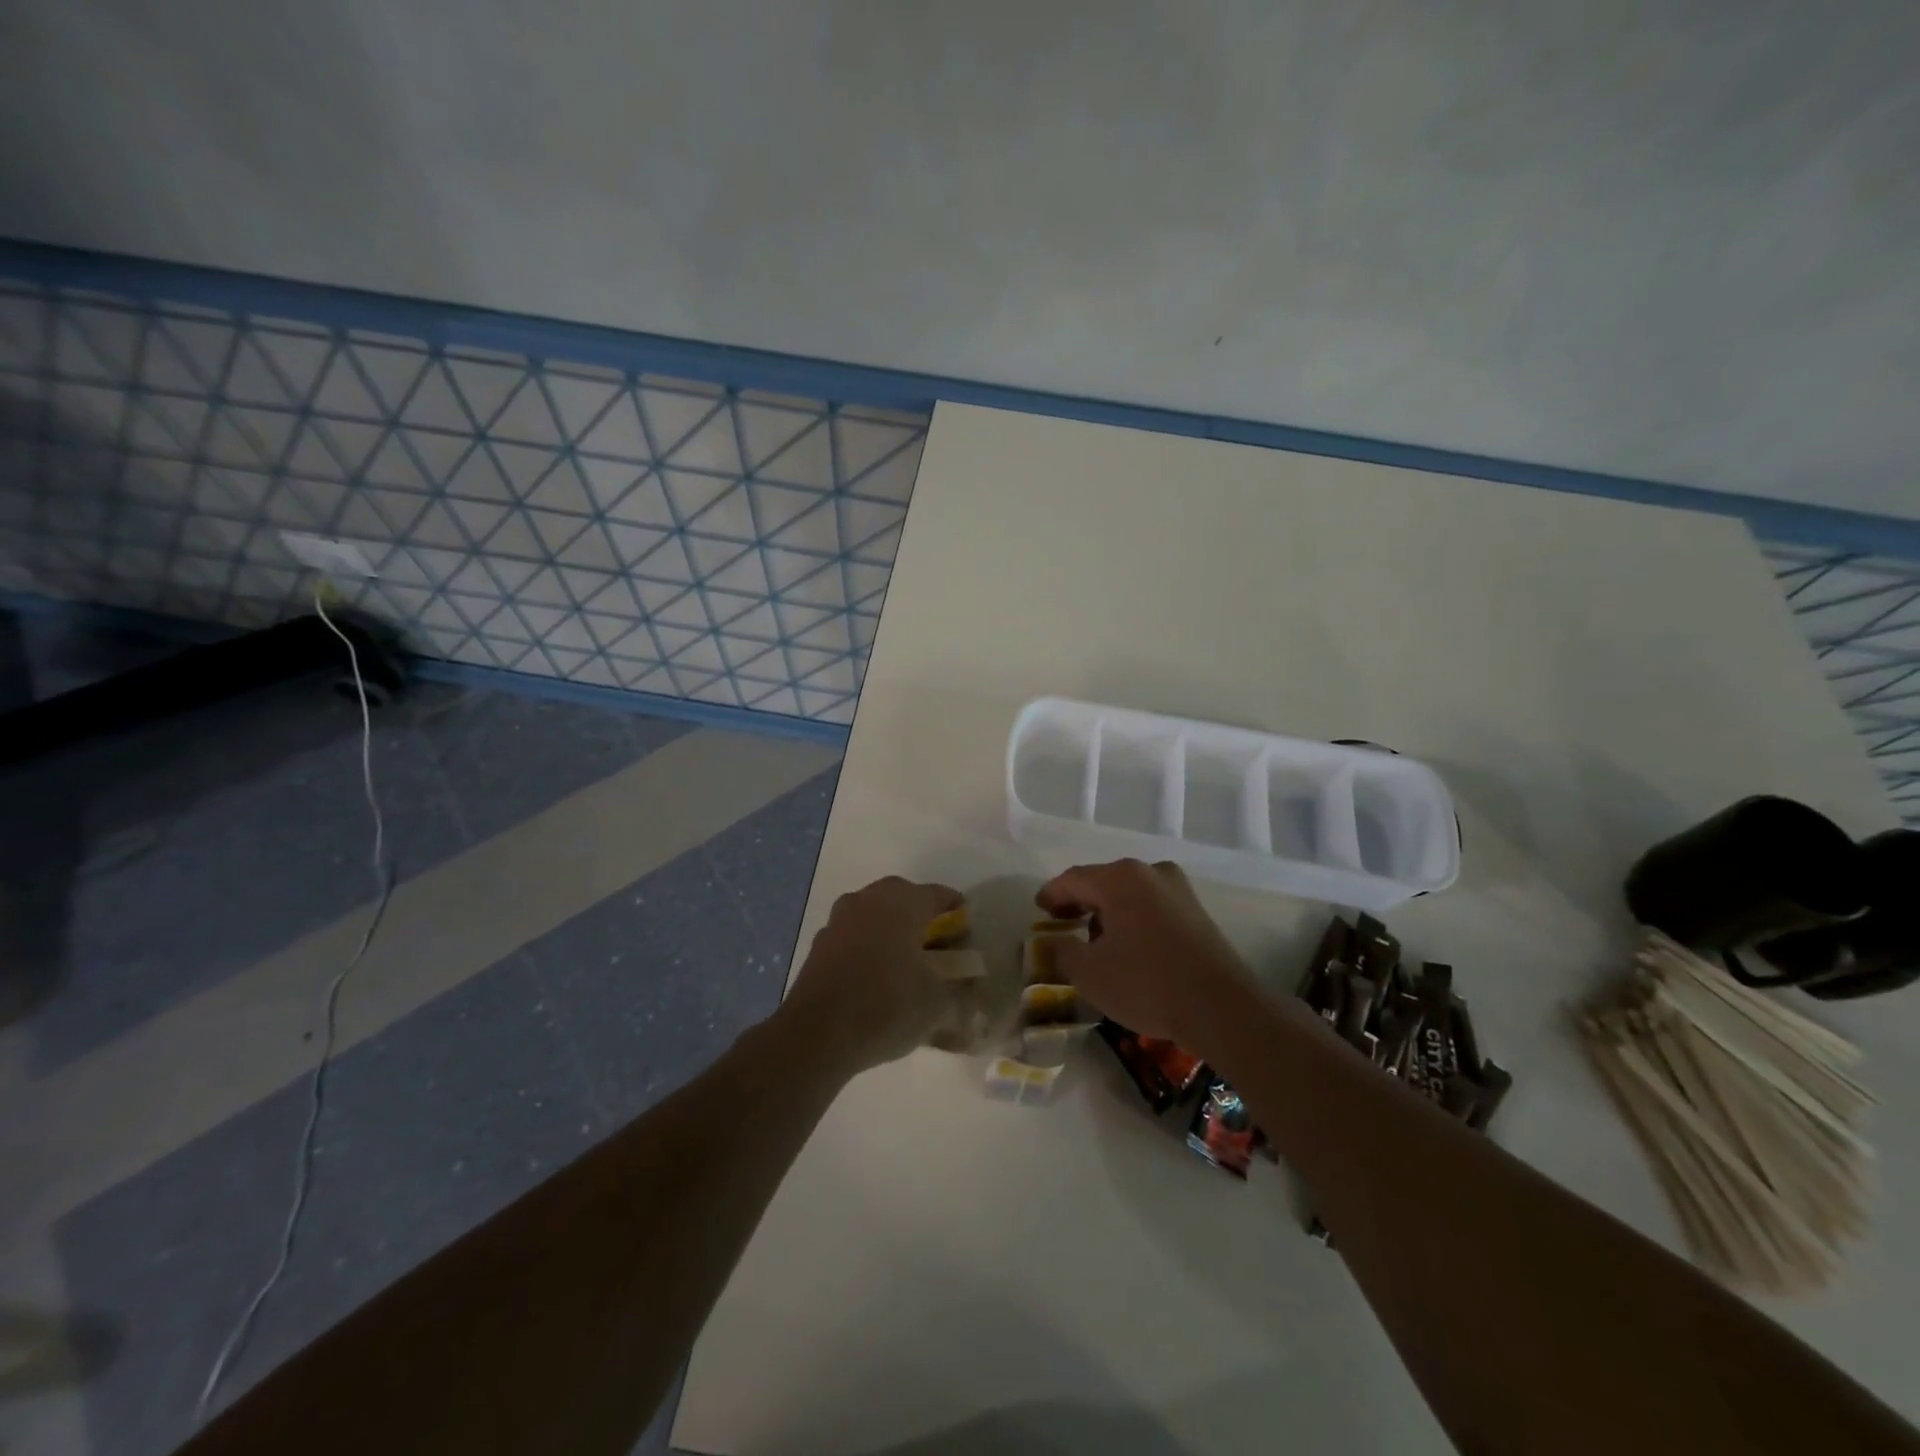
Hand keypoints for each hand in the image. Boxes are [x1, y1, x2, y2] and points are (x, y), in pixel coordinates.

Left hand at [780, 876, 962, 1074]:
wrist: (816, 1034)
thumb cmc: (887, 1007)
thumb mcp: (938, 1004)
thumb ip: (958, 987)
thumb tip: (965, 980)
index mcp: (904, 902)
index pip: (940, 896)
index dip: (957, 914)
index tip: (966, 938)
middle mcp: (870, 899)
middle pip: (904, 898)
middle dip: (922, 918)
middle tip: (937, 948)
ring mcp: (840, 918)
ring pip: (875, 914)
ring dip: (891, 930)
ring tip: (905, 963)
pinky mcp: (820, 942)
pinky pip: (854, 935)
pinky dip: (868, 946)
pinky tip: (874, 977)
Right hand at [1035, 859, 1254, 1048]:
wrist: (1221, 1009)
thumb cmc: (1146, 983)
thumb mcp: (1089, 973)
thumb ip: (1061, 951)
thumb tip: (1052, 941)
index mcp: (1120, 878)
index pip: (1074, 879)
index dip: (1051, 894)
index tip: (1038, 909)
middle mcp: (1150, 872)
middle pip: (1103, 882)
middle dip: (1080, 902)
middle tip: (1061, 922)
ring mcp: (1179, 890)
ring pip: (1130, 894)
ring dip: (1108, 912)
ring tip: (1094, 940)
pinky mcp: (1197, 912)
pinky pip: (1152, 907)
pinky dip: (1133, 920)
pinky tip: (1128, 947)